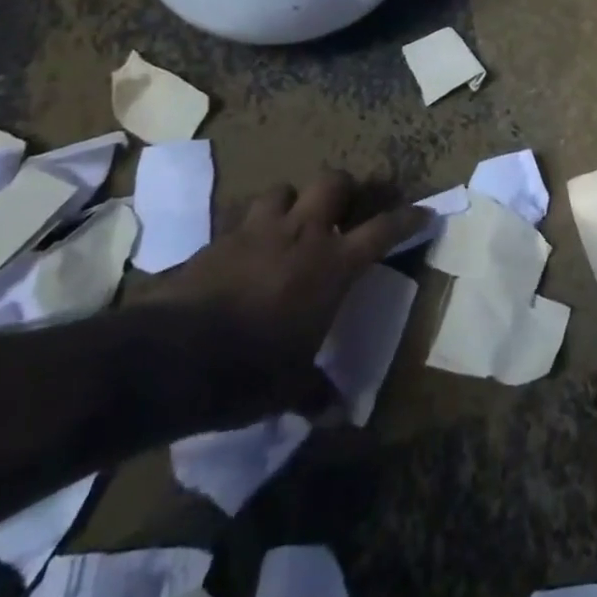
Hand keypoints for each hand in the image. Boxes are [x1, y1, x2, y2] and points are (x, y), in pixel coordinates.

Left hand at [144, 170, 425, 418]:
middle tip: (342, 210)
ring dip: (291, 202)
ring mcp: (258, 230)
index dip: (408, 219)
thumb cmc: (250, 369)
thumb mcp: (289, 387)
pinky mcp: (219, 239)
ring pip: (283, 189)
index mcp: (332, 264)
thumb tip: (339, 414)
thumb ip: (316, 392)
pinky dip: (248, 229)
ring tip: (288, 224)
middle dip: (343, 190)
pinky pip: (241, 218)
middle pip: (333, 182)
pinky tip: (243, 250)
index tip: (423, 213)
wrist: (174, 355)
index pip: (383, 230)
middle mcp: (302, 234)